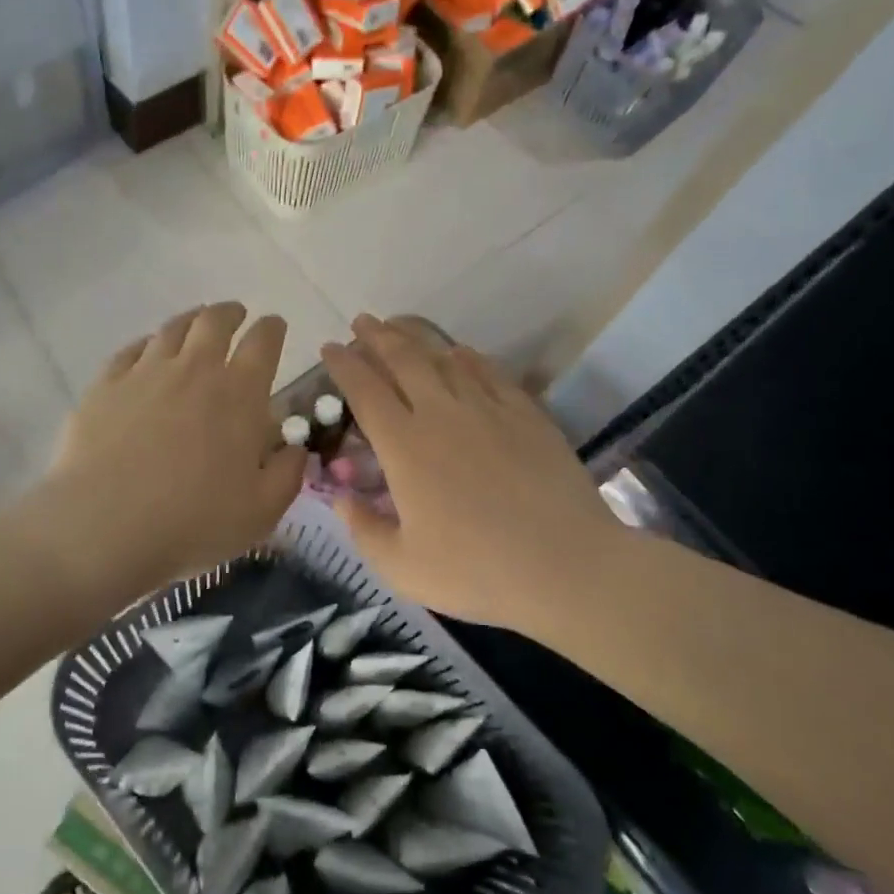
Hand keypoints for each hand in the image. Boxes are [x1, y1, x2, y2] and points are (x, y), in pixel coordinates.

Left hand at [40, 302, 306, 594]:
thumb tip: (295, 448)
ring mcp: (145, 373)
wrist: (104, 525)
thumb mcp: (262, 510)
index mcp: (240, 394)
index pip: (264, 343)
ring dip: (190, 320)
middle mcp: (194, 369)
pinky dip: (147, 343)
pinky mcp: (105, 385)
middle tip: (236, 314)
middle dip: (230, 313)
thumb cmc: (194, 521)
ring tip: (196, 323)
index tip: (275, 326)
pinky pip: (130, 350)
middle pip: (214, 322)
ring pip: (172, 329)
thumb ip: (287, 474)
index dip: (272, 329)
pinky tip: (147, 351)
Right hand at [320, 316, 616, 634]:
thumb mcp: (400, 566)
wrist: (564, 566)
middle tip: (362, 322)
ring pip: (446, 359)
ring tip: (400, 326)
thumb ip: (363, 529)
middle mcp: (442, 415)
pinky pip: (490, 373)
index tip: (329, 348)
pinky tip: (461, 352)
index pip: (365, 391)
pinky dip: (469, 357)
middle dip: (377, 337)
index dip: (343, 366)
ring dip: (418, 338)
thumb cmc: (475, 571)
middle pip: (403, 361)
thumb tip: (341, 498)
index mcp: (404, 448)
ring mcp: (488, 410)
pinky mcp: (526, 415)